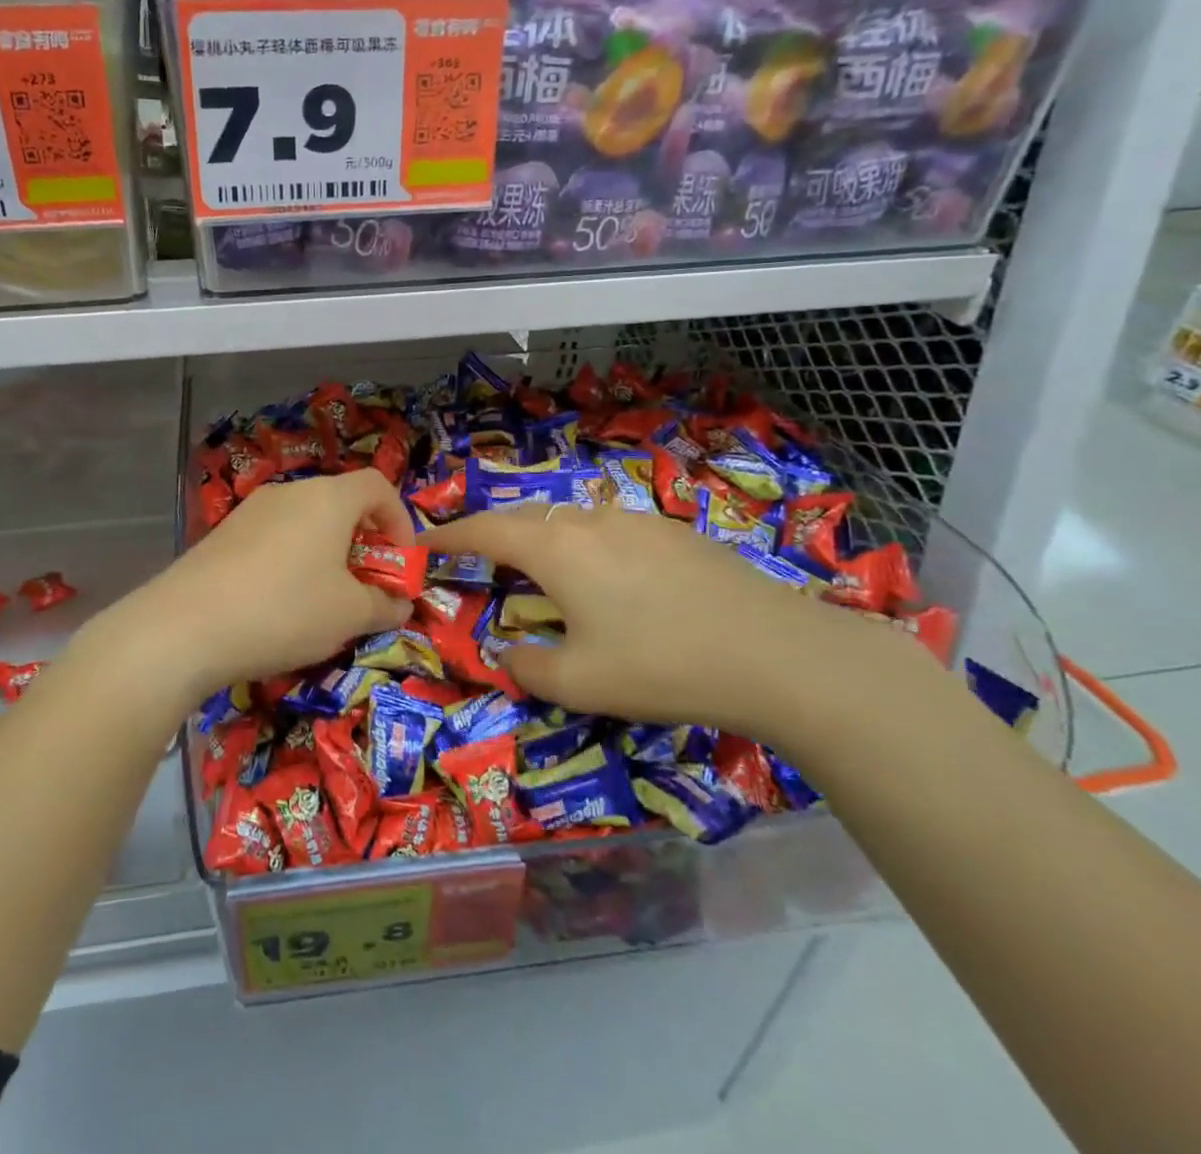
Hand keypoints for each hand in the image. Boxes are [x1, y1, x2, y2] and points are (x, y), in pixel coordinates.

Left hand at [76, 470, 415, 712]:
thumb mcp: (349, 614)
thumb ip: (384, 605)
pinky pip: (273, 538)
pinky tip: (278, 604)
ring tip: (323, 601)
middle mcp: (289, 492)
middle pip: (340, 504)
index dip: (400, 521)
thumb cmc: (285, 610)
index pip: (378, 486)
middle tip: (364, 588)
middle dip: (362, 543)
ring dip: (326, 554)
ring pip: (305, 523)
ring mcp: (250, 511)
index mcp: (328, 498)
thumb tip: (400, 604)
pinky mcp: (223, 535)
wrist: (184, 626)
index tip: (399, 564)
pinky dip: (291, 561)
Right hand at [425, 505, 916, 744]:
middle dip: (492, 534)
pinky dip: (584, 544)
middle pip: (525, 517)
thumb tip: (510, 654)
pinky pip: (609, 528)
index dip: (448, 535)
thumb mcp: (580, 683)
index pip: (485, 530)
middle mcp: (590, 520)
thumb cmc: (662, 665)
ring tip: (537, 566)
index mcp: (556, 548)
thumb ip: (529, 667)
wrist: (778, 653)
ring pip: (570, 519)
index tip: (422, 543)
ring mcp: (637, 520)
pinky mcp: (674, 532)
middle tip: (474, 556)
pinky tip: (606, 576)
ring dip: (542, 537)